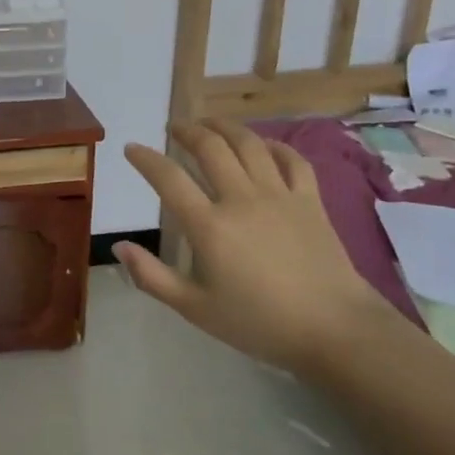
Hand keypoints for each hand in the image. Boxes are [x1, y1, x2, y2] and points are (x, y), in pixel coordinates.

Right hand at [114, 120, 394, 371]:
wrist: (336, 330)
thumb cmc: (260, 323)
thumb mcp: (195, 309)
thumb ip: (152, 277)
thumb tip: (118, 247)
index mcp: (209, 226)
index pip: (169, 179)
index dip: (146, 159)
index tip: (132, 148)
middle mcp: (241, 199)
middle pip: (210, 148)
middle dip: (187, 131)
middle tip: (173, 128)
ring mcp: (279, 196)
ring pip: (249, 144)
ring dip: (225, 127)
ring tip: (210, 124)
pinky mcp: (310, 201)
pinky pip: (292, 160)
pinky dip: (274, 146)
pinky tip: (263, 145)